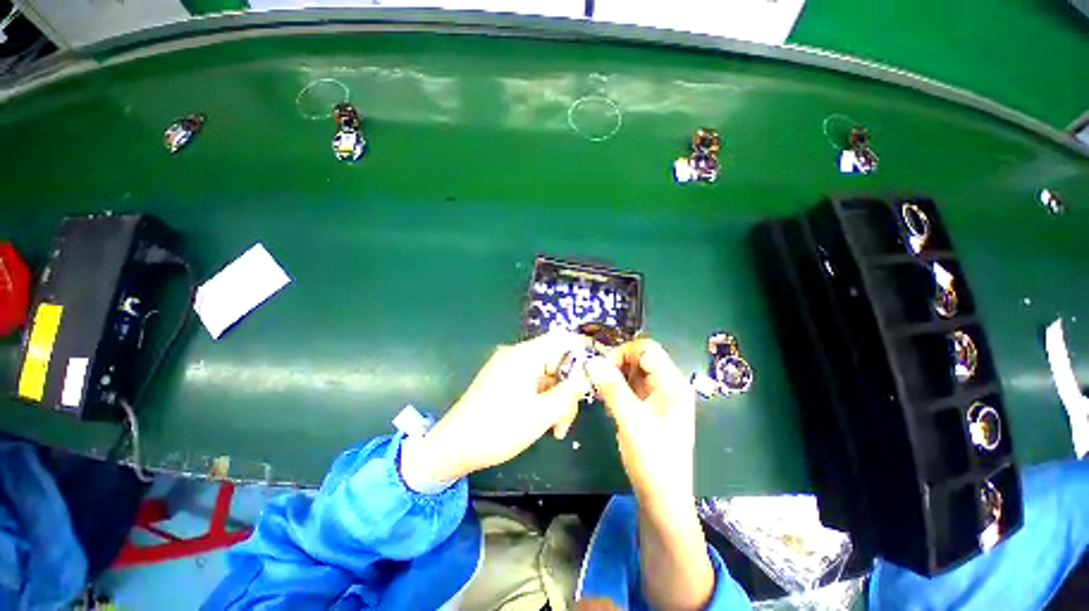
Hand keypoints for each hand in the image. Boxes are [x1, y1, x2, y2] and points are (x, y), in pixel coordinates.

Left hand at [402, 331, 592, 484]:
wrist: (451, 448)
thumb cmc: (497, 430)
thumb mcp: (541, 414)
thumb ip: (568, 392)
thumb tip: (587, 375)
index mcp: (524, 355)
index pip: (562, 339)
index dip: (582, 352)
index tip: (595, 374)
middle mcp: (516, 355)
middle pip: (555, 361)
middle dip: (567, 389)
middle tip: (566, 420)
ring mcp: (508, 367)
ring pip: (545, 376)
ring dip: (555, 399)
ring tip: (555, 429)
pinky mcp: (503, 380)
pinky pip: (532, 383)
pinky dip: (541, 400)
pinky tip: (543, 422)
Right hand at [585, 339, 713, 608]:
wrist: (663, 498)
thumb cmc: (653, 460)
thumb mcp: (631, 421)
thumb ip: (612, 388)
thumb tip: (592, 361)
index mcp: (672, 383)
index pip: (647, 349)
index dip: (623, 352)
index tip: (602, 368)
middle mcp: (667, 384)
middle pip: (639, 358)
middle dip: (616, 363)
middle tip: (597, 379)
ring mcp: (658, 396)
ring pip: (632, 371)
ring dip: (614, 375)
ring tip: (600, 391)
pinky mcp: (648, 406)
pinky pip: (630, 386)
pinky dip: (616, 387)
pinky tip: (606, 399)